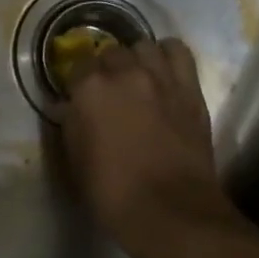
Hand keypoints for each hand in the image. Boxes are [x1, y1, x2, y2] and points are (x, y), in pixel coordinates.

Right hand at [60, 38, 238, 248]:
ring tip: (136, 79)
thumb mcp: (76, 161)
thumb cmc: (113, 193)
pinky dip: (168, 54)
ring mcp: (161, 77)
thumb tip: (69, 108)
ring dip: (136, 59)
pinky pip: (178, 52)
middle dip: (106, 69)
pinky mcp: (190, 88)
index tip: (79, 99)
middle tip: (108, 94)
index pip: (77, 67)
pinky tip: (163, 70)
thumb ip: (71, 126)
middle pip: (110, 53)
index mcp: (90, 89)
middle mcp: (125, 72)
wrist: (170, 211)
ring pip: (144, 46)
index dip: (77, 83)